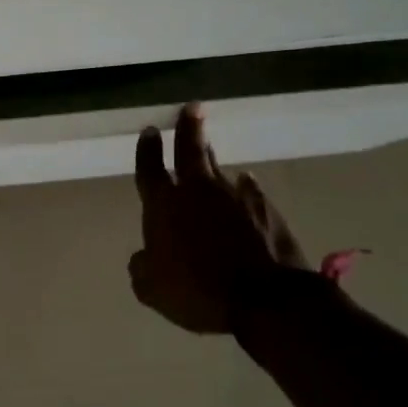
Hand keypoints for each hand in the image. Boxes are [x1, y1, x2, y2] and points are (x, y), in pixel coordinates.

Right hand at [129, 104, 310, 334]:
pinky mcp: (266, 209)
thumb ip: (142, 268)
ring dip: (212, 159)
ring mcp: (235, 197)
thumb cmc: (198, 291)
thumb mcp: (153, 289)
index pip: (150, 168)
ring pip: (219, 169)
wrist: (265, 299)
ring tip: (210, 149)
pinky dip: (244, 188)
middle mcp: (197, 191)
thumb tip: (142, 257)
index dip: (148, 149)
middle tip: (192, 108)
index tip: (150, 130)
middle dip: (188, 127)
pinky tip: (246, 186)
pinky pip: (250, 191)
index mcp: (164, 205)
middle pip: (190, 150)